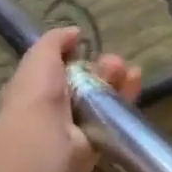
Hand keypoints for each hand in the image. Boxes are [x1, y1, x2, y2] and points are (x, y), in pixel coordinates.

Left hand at [0, 27, 140, 171]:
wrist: (46, 138)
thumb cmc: (37, 94)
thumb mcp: (40, 56)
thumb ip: (56, 41)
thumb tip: (74, 32)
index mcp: (40, 89)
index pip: (64, 71)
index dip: (79, 58)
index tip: (89, 48)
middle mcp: (60, 108)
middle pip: (88, 83)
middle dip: (103, 69)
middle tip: (115, 62)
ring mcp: (81, 125)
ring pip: (104, 98)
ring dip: (117, 81)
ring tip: (128, 71)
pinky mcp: (100, 139)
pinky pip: (116, 116)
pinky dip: (127, 98)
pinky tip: (135, 81)